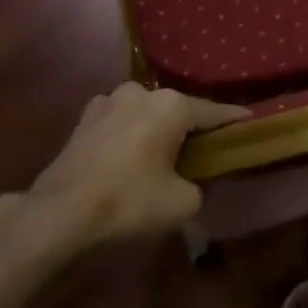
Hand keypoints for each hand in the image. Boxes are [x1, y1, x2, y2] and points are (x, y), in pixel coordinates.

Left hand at [21, 83, 246, 252]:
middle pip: (177, 110)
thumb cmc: (129, 202)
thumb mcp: (183, 202)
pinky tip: (128, 154)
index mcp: (172, 106)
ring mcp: (108, 101)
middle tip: (201, 147)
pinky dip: (128, 133)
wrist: (59, 214)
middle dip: (189, 126)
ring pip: (145, 113)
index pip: (213, 112)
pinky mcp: (84, 118)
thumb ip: (200, 185)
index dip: (233, 119)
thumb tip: (193, 181)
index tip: (249, 119)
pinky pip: (119, 122)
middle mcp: (142, 93)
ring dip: (154, 128)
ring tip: (161, 151)